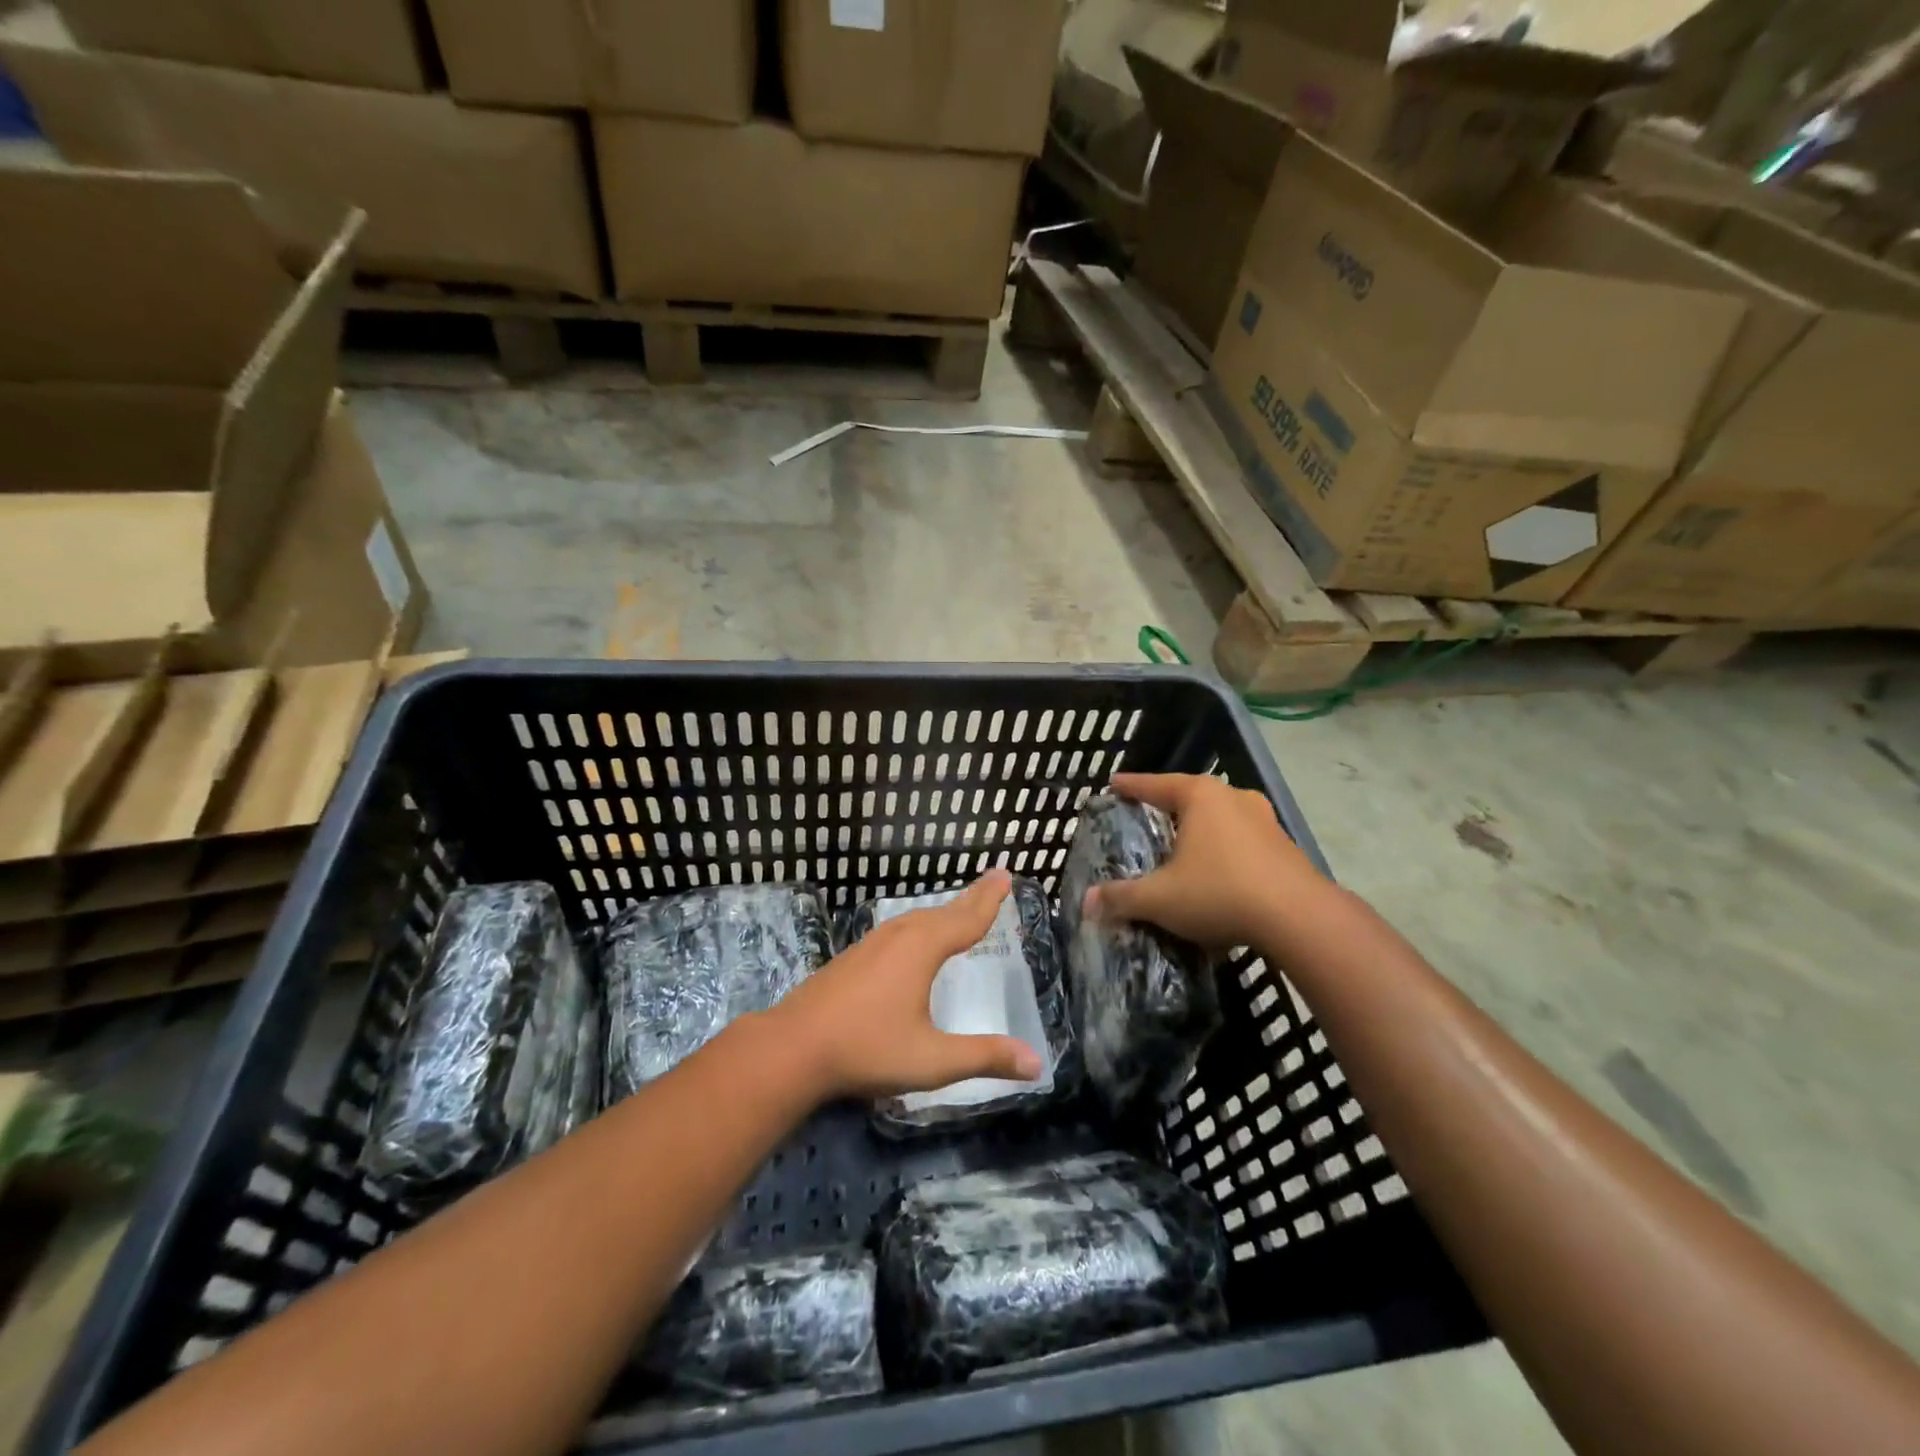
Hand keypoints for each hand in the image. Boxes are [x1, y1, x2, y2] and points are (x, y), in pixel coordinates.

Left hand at [769, 870, 1043, 1101]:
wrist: (792, 1047)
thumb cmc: (867, 1049)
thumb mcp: (932, 1060)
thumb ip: (984, 1057)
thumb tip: (1037, 1062)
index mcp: (922, 949)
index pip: (966, 919)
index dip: (989, 899)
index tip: (1005, 875)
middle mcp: (899, 936)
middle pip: (943, 912)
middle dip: (970, 898)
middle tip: (993, 880)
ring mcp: (871, 943)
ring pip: (916, 918)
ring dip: (943, 912)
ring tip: (960, 909)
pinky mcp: (852, 956)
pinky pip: (898, 929)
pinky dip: (920, 925)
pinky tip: (913, 939)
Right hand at [1083, 773, 1327, 950]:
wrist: (1300, 919)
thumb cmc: (1220, 892)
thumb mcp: (1160, 898)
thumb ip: (1122, 897)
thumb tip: (1087, 902)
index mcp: (1200, 797)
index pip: (1155, 784)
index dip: (1131, 786)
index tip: (1113, 783)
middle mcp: (1233, 798)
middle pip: (1191, 796)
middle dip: (1168, 805)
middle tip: (1147, 815)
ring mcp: (1265, 821)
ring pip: (1221, 817)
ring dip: (1201, 828)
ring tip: (1183, 843)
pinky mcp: (1285, 847)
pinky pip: (1242, 840)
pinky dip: (1224, 849)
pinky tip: (1217, 871)